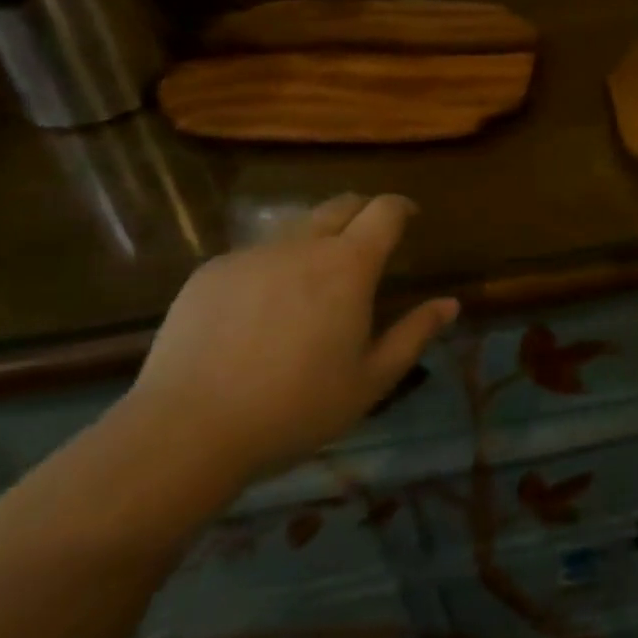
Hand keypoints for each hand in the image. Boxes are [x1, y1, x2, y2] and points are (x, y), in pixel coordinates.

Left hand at [123, 194, 457, 487]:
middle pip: (341, 205)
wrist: (187, 431)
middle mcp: (303, 244)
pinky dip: (271, 268)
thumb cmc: (294, 409)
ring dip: (316, 240)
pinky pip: (254, 256)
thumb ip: (414, 335)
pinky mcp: (212, 271)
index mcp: (348, 265)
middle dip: (362, 212)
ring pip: (296, 229)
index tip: (410, 217)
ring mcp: (253, 254)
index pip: (385, 210)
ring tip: (313, 280)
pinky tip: (259, 312)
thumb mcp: (369, 382)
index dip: (402, 207)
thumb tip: (451, 304)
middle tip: (368, 239)